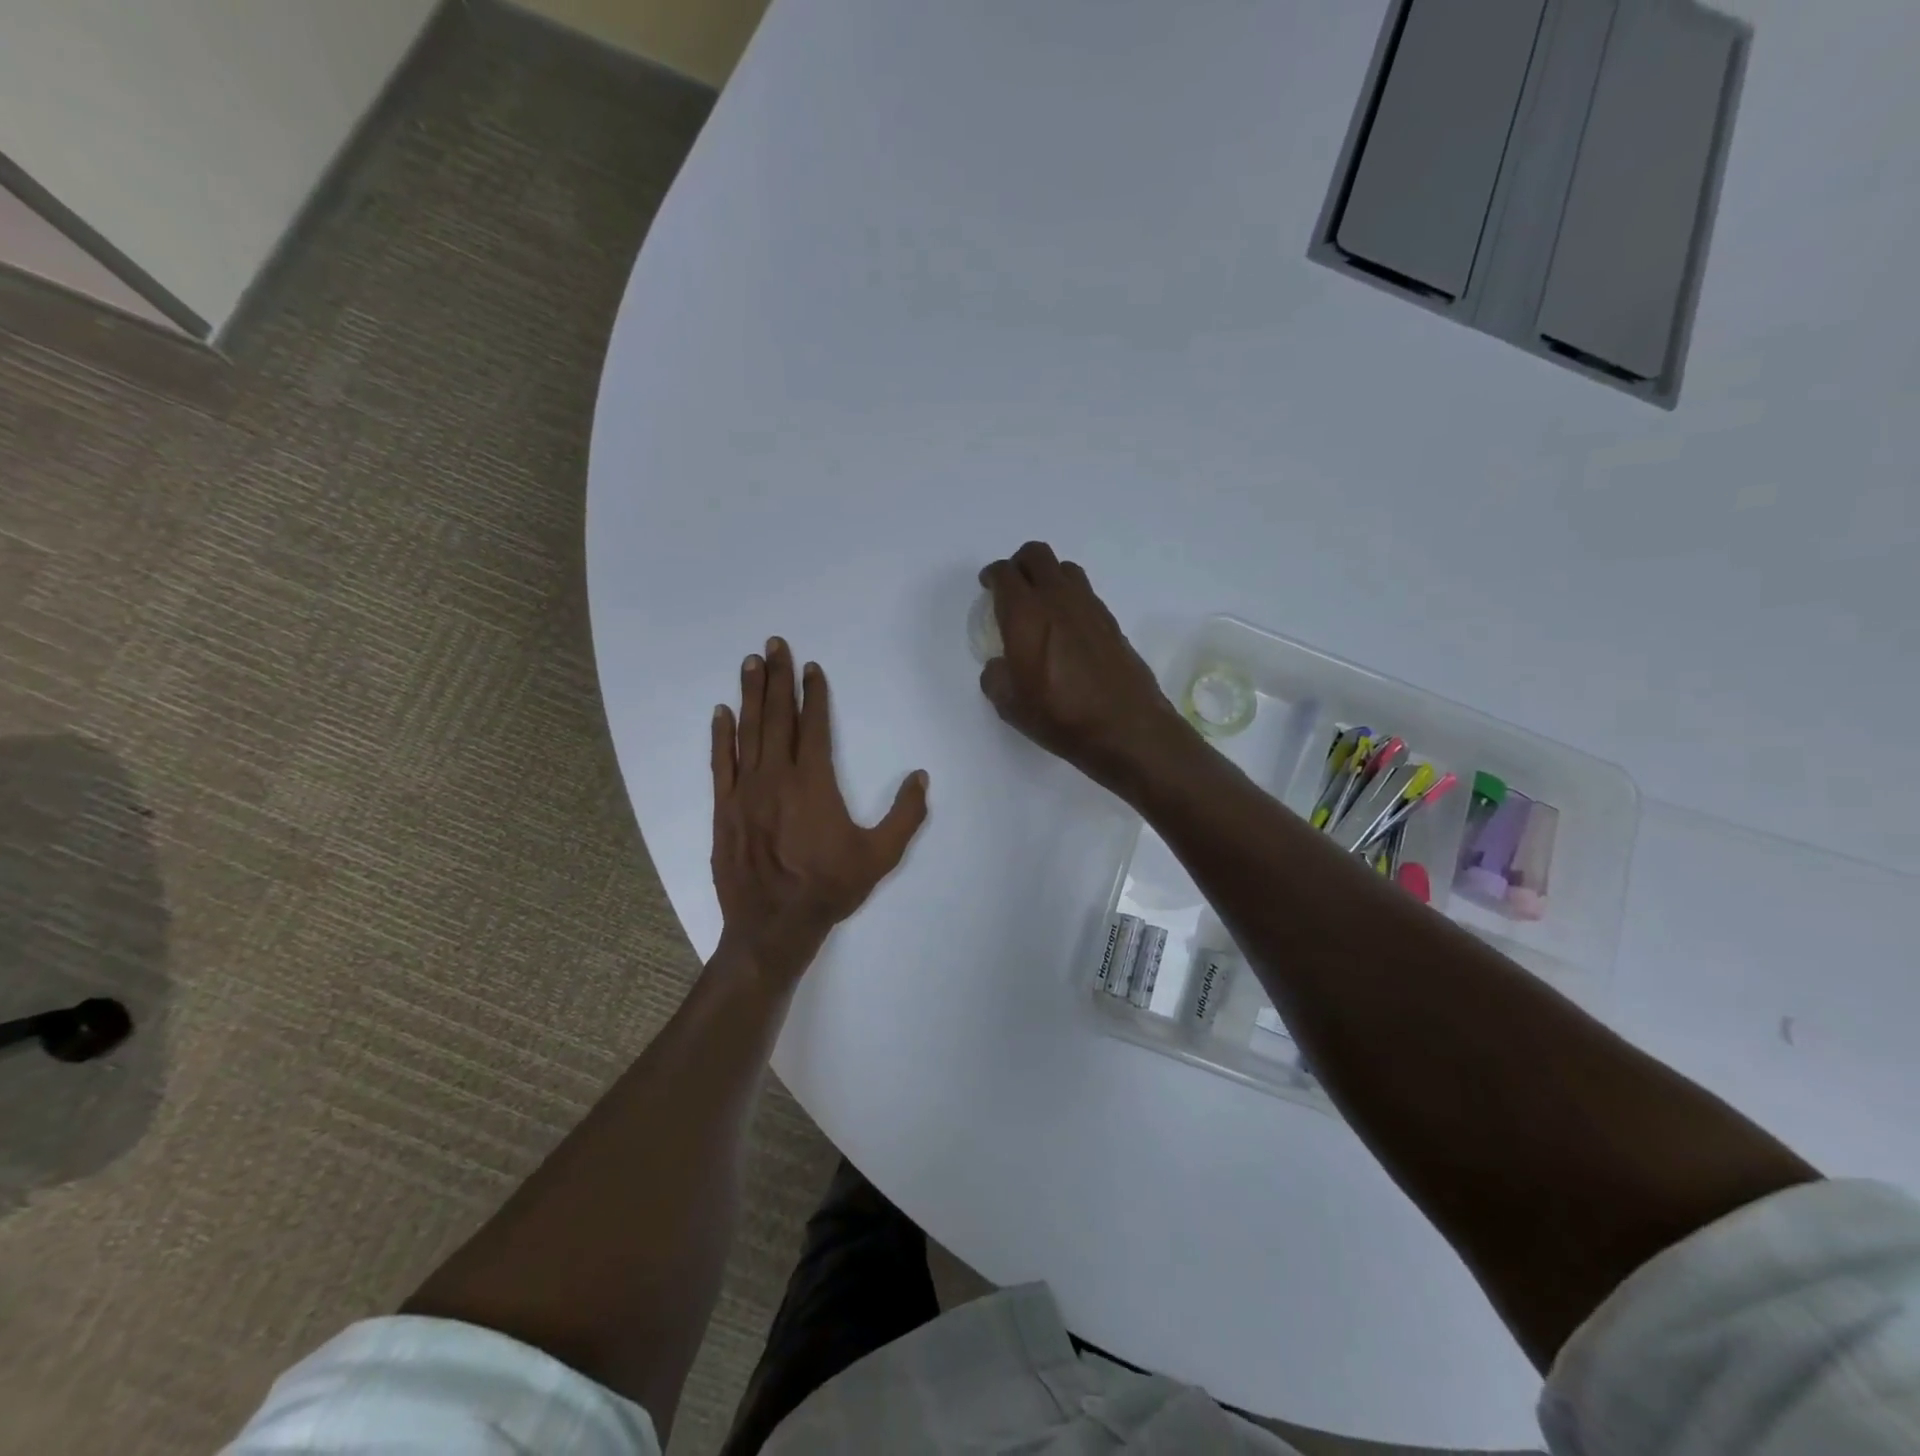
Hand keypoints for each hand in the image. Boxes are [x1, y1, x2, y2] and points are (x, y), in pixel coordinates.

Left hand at [712, 639, 928, 982]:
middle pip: (778, 717)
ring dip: (751, 695)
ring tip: (751, 663)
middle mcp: (776, 777)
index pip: (814, 726)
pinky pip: (720, 764)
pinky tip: (721, 712)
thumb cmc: (829, 888)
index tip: (812, 668)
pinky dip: (721, 736)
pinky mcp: (723, 809)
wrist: (773, 926)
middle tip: (774, 645)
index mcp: (814, 783)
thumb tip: (920, 777)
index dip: (814, 694)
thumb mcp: (880, 856)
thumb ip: (905, 815)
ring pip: (748, 732)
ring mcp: (745, 791)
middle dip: (778, 678)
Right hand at [978, 541, 1196, 795]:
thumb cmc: (1060, 716)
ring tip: (1041, 604)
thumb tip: (1000, 665)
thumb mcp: (1010, 705)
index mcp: (1026, 613)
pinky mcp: (1111, 621)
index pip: (1005, 573)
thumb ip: (996, 676)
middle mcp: (1058, 599)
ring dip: (1048, 577)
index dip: (992, 575)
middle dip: (1019, 564)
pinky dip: (1070, 598)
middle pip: (1036, 555)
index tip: (988, 587)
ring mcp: (1089, 607)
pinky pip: (1084, 593)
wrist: (1126, 727)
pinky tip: (1067, 628)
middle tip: (1012, 587)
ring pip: (1064, 569)